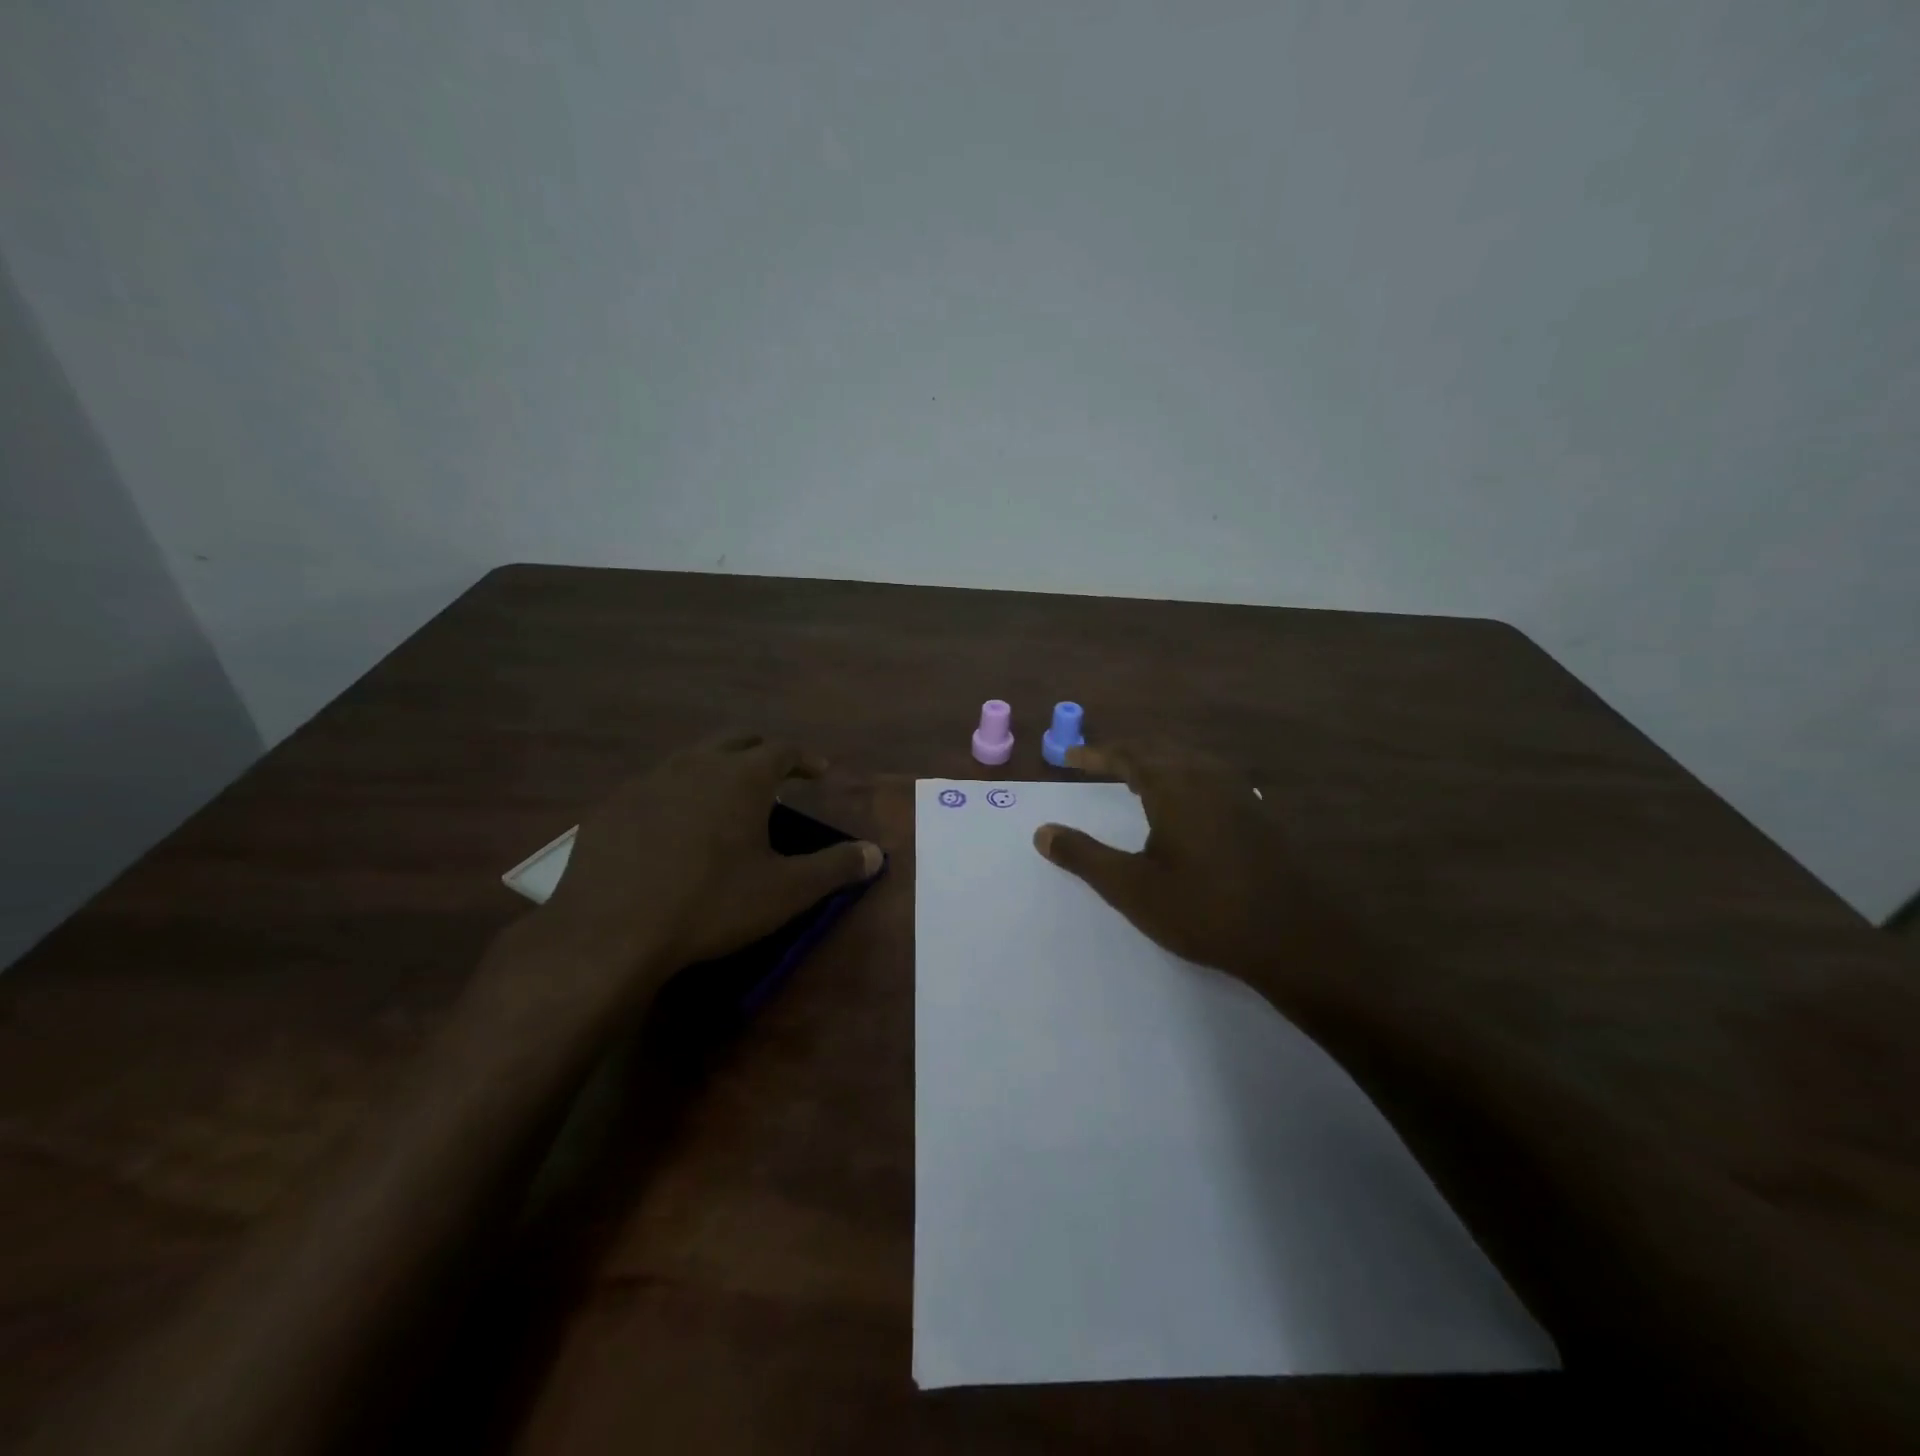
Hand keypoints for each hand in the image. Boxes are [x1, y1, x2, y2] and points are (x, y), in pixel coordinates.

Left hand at [501, 733, 881, 1016]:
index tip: (819, 772)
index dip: (806, 758)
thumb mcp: (784, 892)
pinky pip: (655, 785)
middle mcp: (696, 765)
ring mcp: (648, 781)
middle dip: (762, 752)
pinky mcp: (613, 806)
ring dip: (718, 768)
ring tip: (728, 797)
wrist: (610, 931)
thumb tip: (877, 854)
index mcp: (742, 777)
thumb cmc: (710, 904)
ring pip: (692, 758)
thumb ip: (835, 868)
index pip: (783, 749)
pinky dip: (678, 793)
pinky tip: (675, 827)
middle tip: (778, 774)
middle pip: (737, 741)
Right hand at [1032, 741, 1357, 1009]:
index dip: (1096, 754)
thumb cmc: (1203, 910)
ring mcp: (1239, 794)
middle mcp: (1207, 777)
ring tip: (1137, 776)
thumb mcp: (1131, 887)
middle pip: (1161, 749)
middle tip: (1099, 761)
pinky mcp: (1259, 814)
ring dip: (1158, 761)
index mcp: (1174, 786)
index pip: (1128, 755)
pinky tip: (1186, 802)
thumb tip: (1042, 832)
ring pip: (1190, 760)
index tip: (1069, 759)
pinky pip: (1212, 777)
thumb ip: (1084, 856)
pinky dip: (1184, 776)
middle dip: (1126, 752)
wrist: (1293, 937)